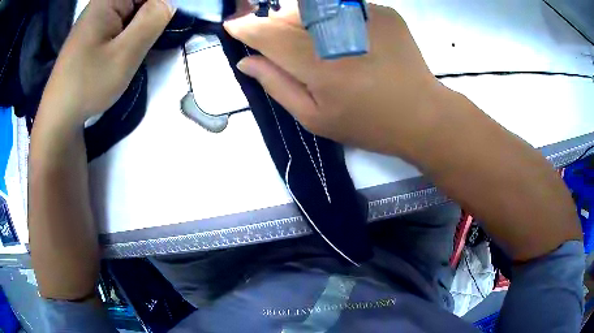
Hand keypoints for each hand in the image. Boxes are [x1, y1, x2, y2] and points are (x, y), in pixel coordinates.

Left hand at [38, 0, 173, 124]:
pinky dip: (134, 28)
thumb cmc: (87, 85)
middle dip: (157, 10)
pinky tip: (134, 44)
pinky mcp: (96, 32)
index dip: (164, 3)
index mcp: (108, 0)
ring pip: (133, 9)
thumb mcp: (125, 53)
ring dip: (147, 20)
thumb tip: (172, 1)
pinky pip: (123, 20)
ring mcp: (98, 17)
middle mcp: (103, 3)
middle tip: (164, 31)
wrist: (59, 116)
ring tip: (146, 42)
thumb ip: (152, 19)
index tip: (173, 19)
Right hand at [224, 4, 449, 158]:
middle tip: (277, 40)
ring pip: (312, 5)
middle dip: (272, 23)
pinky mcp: (383, 12)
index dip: (246, 28)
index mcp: (318, 65)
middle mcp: (338, 32)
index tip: (233, 25)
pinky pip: (341, 5)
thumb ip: (276, 85)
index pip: (266, 34)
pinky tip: (343, 36)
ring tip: (312, 41)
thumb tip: (246, 62)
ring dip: (299, 17)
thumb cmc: (368, 124)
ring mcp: (364, 16)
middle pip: (287, 13)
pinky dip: (330, 16)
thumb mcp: (315, 118)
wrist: (422, 114)